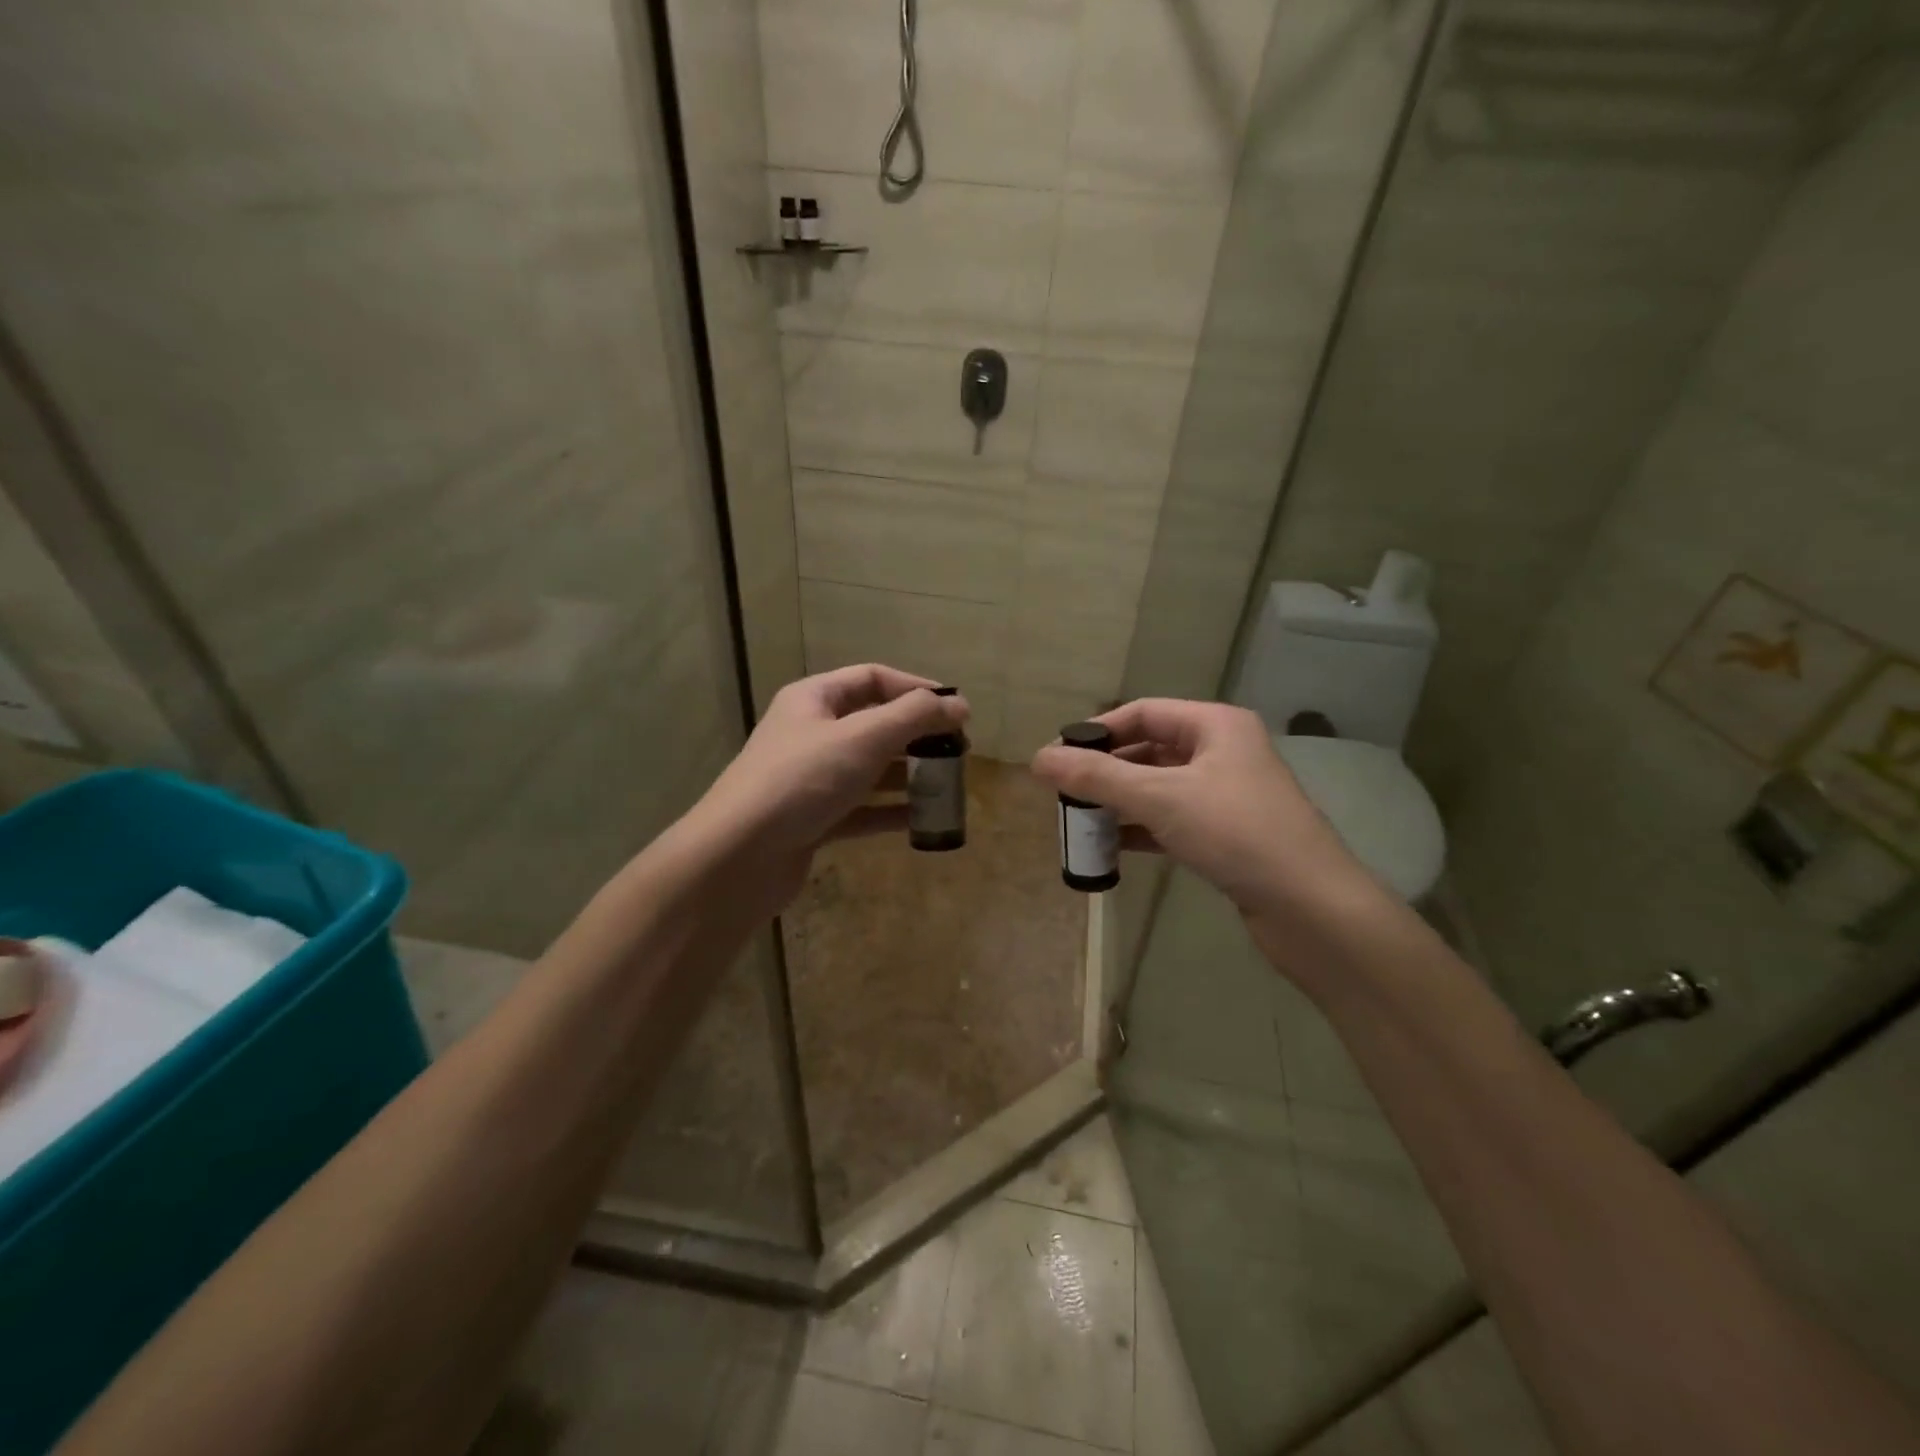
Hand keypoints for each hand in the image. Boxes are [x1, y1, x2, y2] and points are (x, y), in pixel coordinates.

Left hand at [685, 664, 968, 911]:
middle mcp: (811, 734)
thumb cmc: (802, 780)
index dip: (916, 688)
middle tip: (959, 751)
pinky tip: (922, 820)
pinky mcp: (814, 820)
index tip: (955, 709)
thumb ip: (914, 717)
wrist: (739, 856)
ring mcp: (811, 779)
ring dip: (908, 775)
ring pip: (870, 769)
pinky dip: (891, 811)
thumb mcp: (863, 737)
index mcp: (814, 700)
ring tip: (948, 785)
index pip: (872, 678)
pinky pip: (862, 809)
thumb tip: (960, 705)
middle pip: (873, 724)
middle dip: (917, 735)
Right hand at [1030, 699, 1391, 957]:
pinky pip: (1172, 820)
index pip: (1143, 712)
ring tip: (1079, 821)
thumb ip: (1097, 777)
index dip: (1098, 731)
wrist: (1311, 907)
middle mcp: (1223, 752)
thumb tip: (1037, 759)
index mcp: (1215, 725)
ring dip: (1120, 802)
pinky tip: (1111, 848)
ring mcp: (1227, 795)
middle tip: (1064, 793)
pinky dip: (1141, 830)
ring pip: (1159, 788)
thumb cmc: (1236, 833)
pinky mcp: (1227, 835)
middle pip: (1149, 750)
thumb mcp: (1159, 797)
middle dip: (1106, 771)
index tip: (1059, 756)